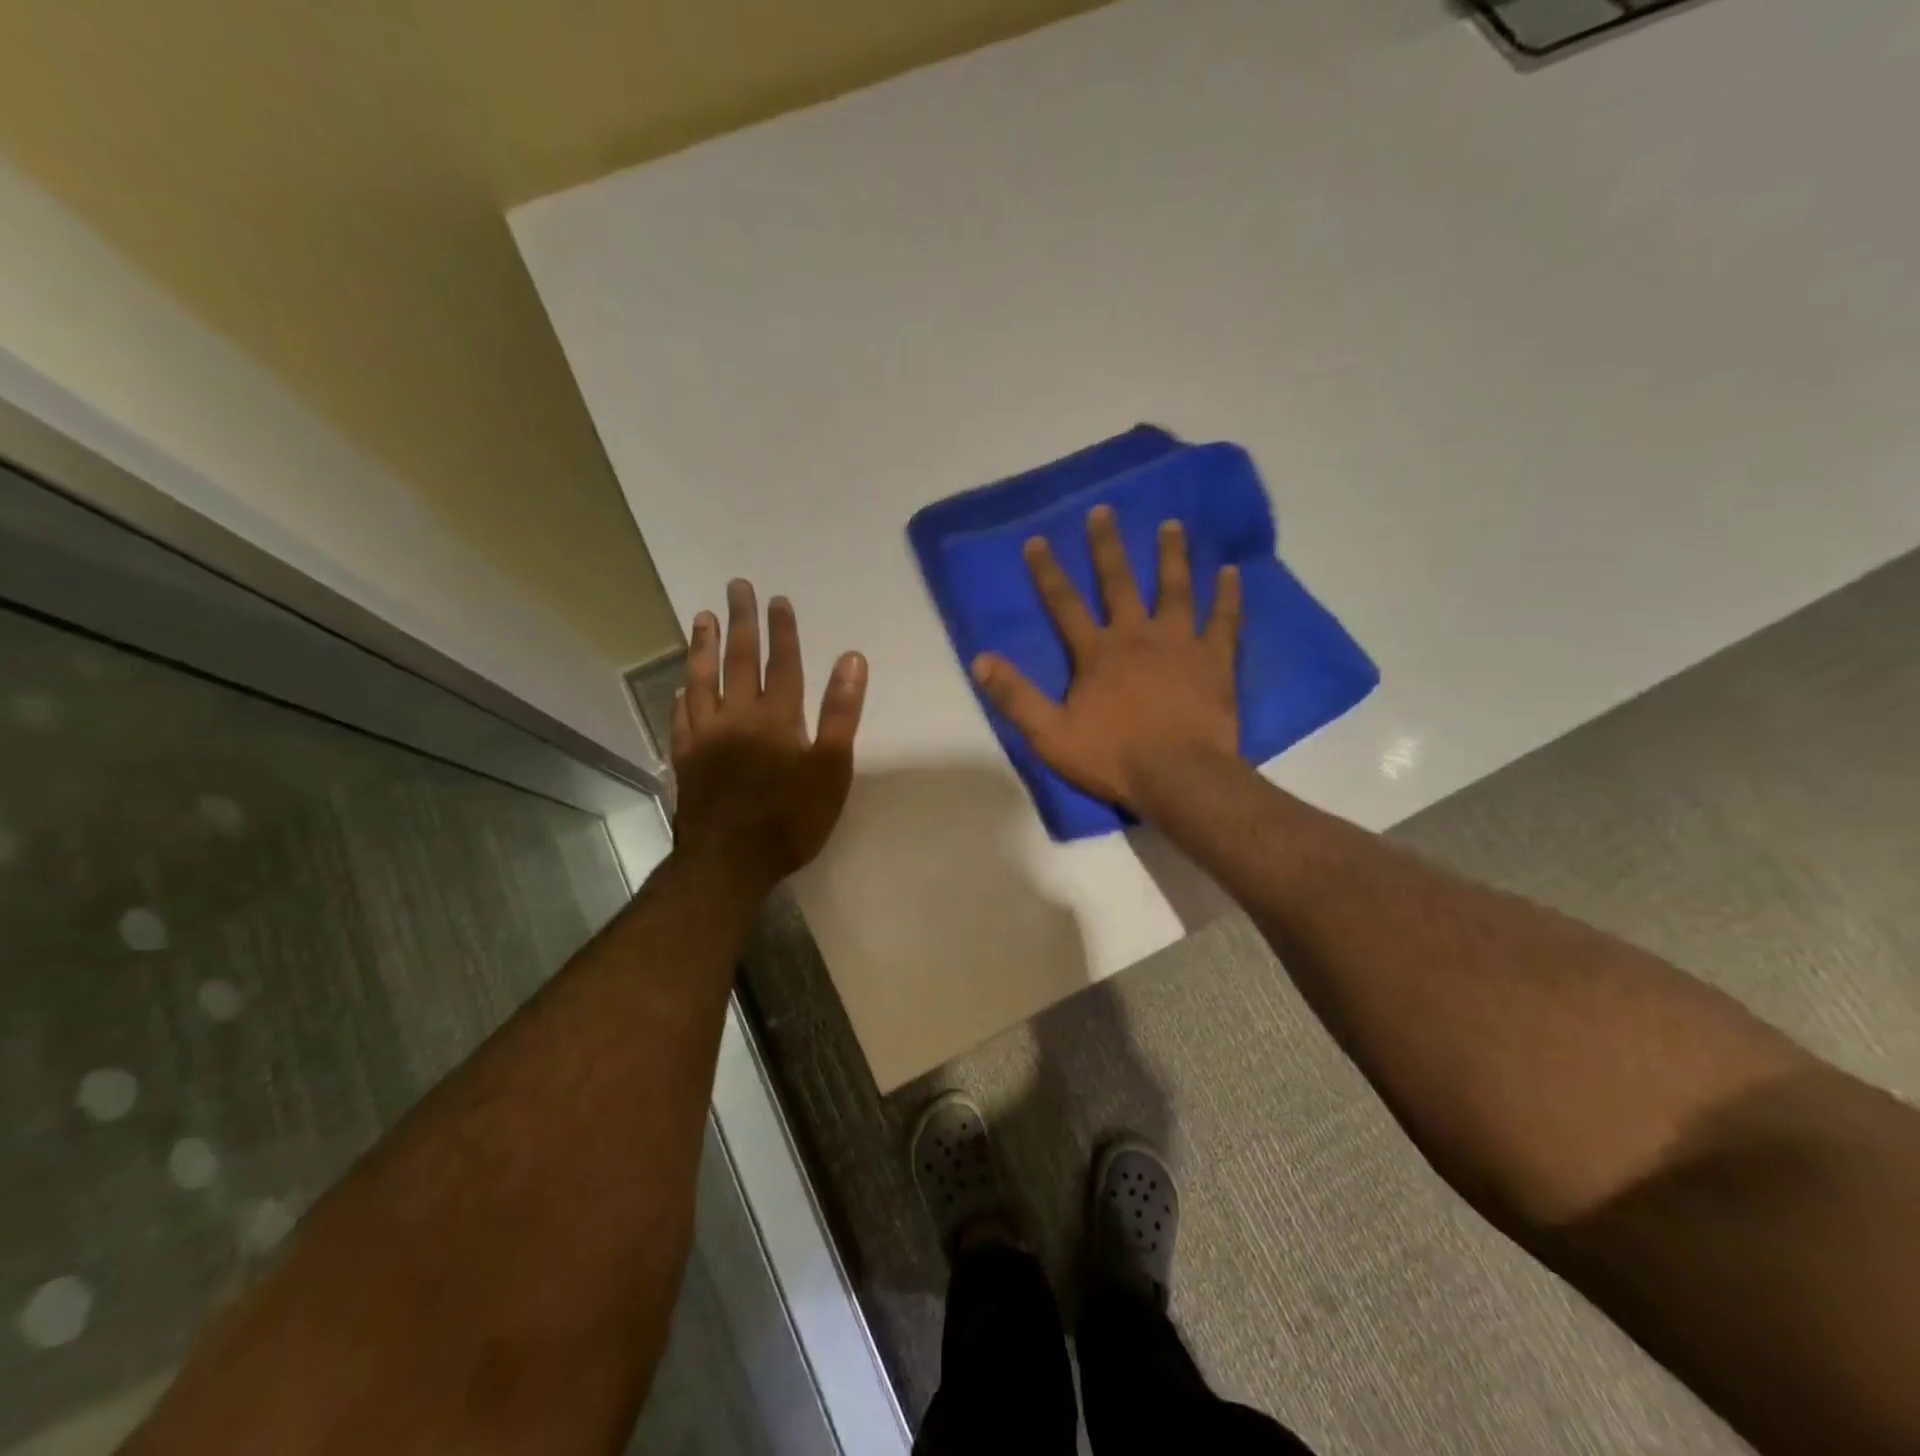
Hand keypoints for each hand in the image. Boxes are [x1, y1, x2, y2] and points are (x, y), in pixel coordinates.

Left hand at [671, 580, 867, 893]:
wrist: (729, 862)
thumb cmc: (791, 818)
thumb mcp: (830, 769)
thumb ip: (840, 713)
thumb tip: (851, 659)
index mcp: (776, 717)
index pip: (782, 663)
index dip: (782, 630)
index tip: (778, 599)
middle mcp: (737, 716)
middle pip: (739, 660)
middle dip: (741, 622)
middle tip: (735, 587)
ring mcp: (706, 736)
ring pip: (702, 680)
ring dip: (703, 647)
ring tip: (702, 617)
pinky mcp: (686, 759)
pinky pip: (682, 718)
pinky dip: (683, 697)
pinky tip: (682, 687)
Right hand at [971, 507, 1240, 809]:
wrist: (1180, 777)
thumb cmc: (1113, 757)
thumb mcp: (1051, 734)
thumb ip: (1016, 696)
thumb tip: (980, 659)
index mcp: (1096, 653)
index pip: (1064, 604)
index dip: (1048, 572)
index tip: (1037, 540)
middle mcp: (1136, 636)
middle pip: (1119, 582)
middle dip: (1107, 546)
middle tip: (1104, 511)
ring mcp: (1179, 644)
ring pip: (1174, 589)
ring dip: (1170, 555)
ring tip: (1172, 524)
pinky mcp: (1214, 660)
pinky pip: (1223, 619)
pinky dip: (1227, 595)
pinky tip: (1231, 571)